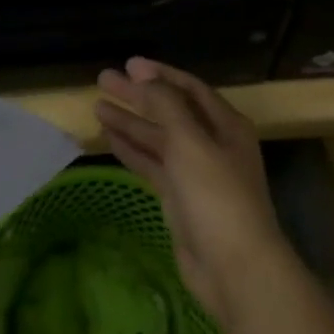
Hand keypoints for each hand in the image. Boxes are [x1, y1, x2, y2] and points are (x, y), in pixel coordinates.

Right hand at [95, 57, 290, 327]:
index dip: (159, 74)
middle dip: (138, 95)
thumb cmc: (217, 196)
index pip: (188, 88)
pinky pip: (152, 165)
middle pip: (169, 111)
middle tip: (103, 80)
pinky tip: (110, 139)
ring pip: (158, 139)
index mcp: (225, 125)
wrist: (236, 269)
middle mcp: (212, 144)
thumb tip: (143, 77)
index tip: (128, 64)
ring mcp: (195, 173)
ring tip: (97, 107)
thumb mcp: (190, 141)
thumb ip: (165, 105)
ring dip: (130, 122)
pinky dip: (132, 150)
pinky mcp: (180, 199)